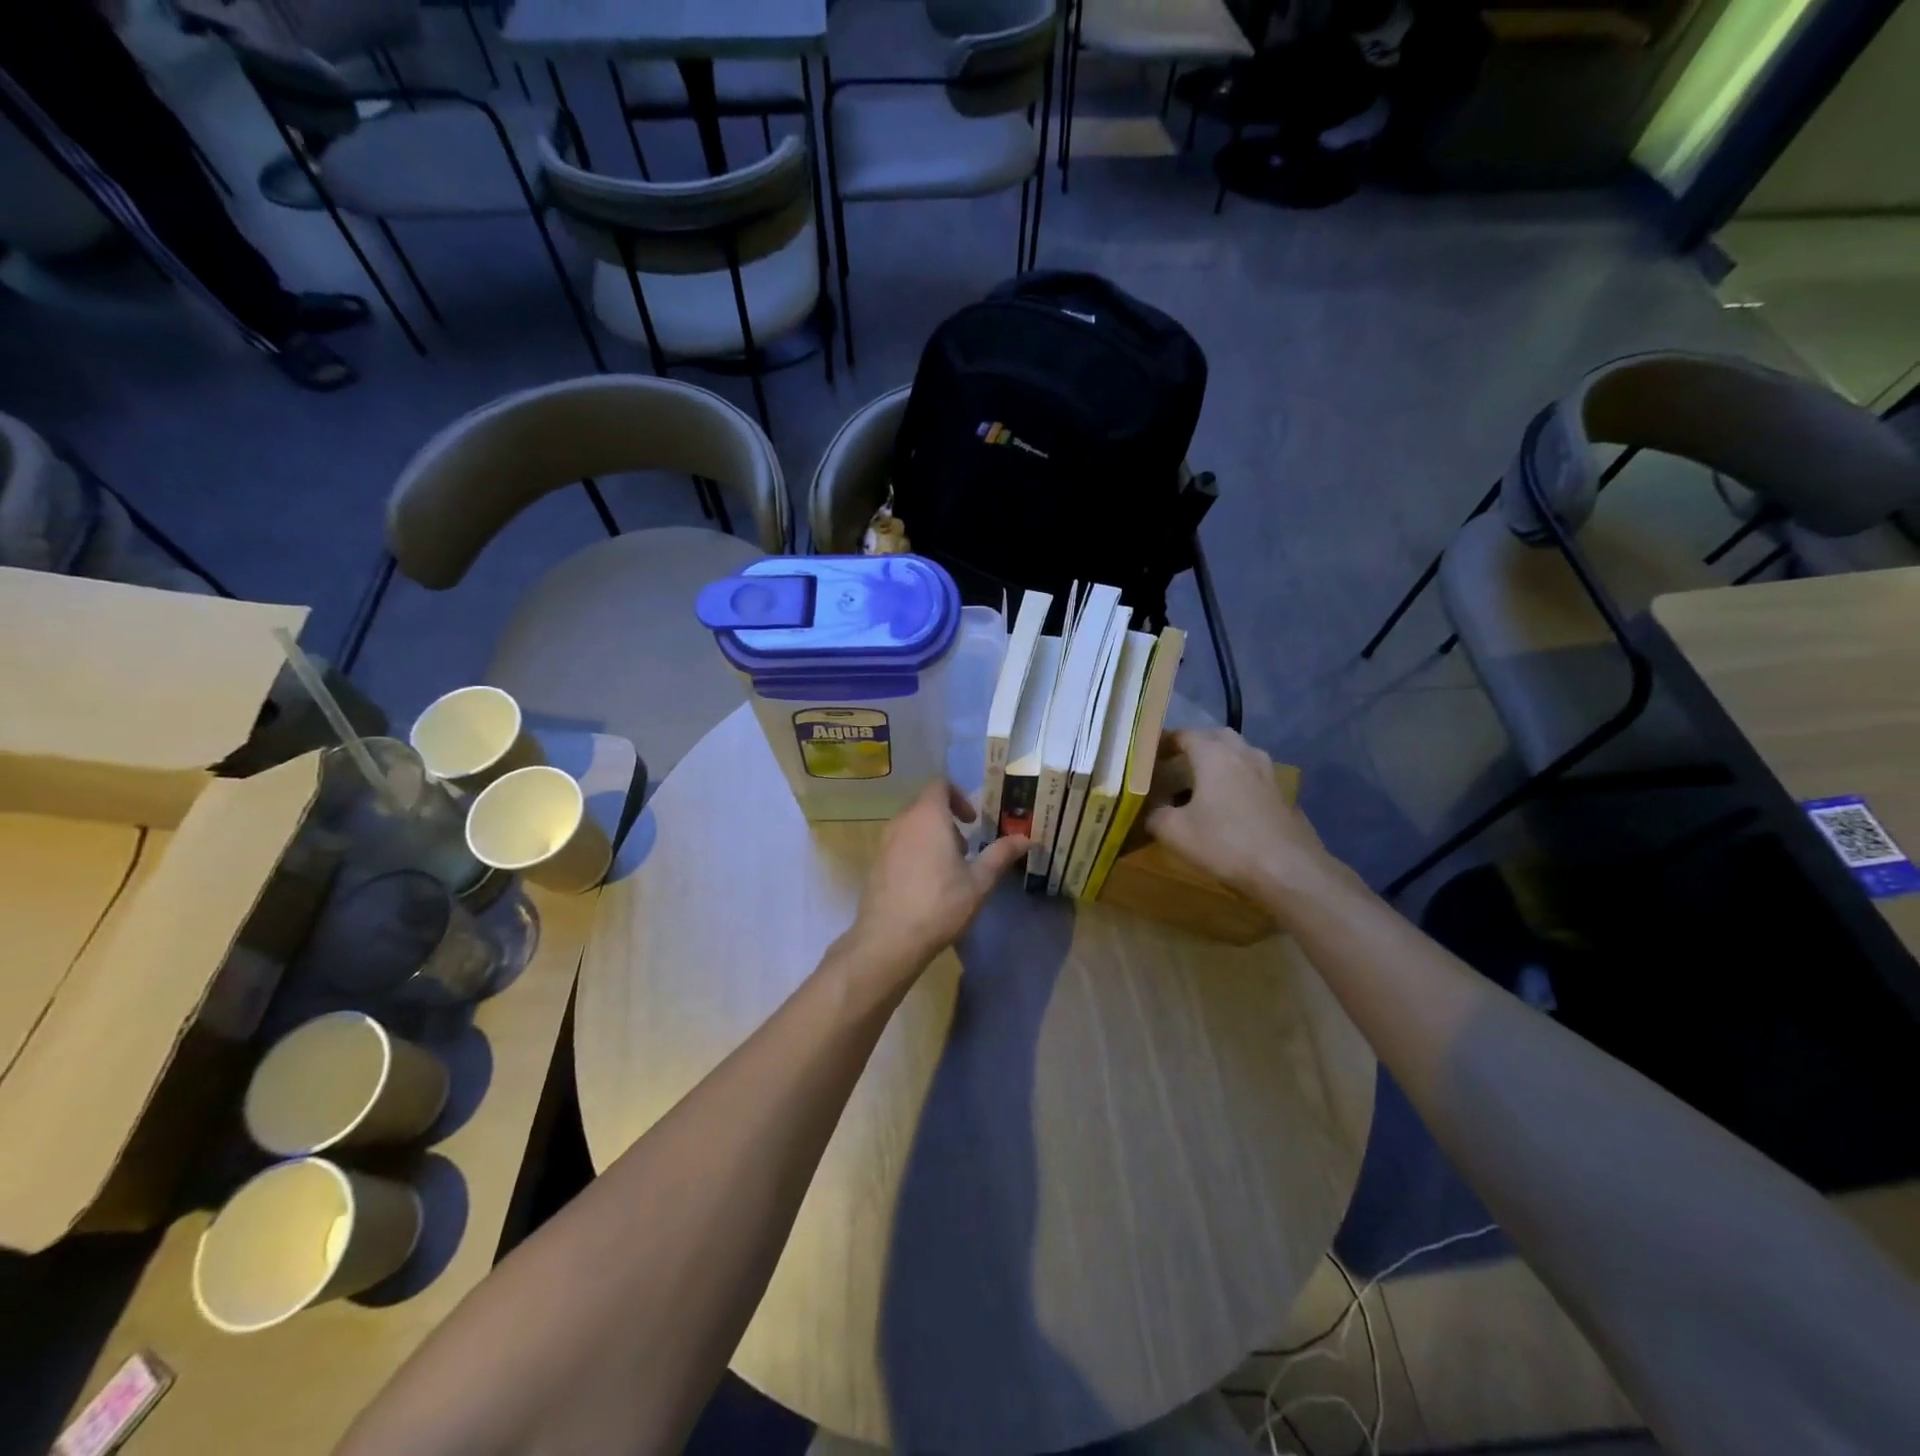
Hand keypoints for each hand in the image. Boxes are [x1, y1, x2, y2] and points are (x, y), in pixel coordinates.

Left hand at [842, 781, 1028, 985]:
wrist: (889, 939)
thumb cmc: (940, 904)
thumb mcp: (979, 881)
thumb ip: (1001, 854)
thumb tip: (1026, 838)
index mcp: (928, 816)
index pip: (939, 785)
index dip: (959, 796)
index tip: (973, 821)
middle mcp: (902, 822)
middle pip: (925, 805)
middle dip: (947, 819)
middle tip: (966, 848)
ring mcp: (884, 843)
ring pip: (911, 826)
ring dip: (931, 836)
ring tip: (948, 868)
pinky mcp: (876, 863)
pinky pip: (899, 845)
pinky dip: (915, 851)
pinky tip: (927, 884)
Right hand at [1145, 729, 1341, 906]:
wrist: (1289, 870)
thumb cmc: (1226, 843)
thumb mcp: (1175, 832)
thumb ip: (1155, 815)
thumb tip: (1150, 810)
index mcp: (1214, 755)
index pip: (1184, 734)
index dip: (1164, 742)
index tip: (1150, 756)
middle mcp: (1243, 754)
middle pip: (1217, 737)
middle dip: (1197, 745)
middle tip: (1178, 764)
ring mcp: (1268, 774)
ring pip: (1241, 755)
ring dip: (1222, 761)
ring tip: (1205, 783)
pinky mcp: (1283, 796)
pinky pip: (1255, 778)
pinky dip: (1239, 783)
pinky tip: (1231, 807)